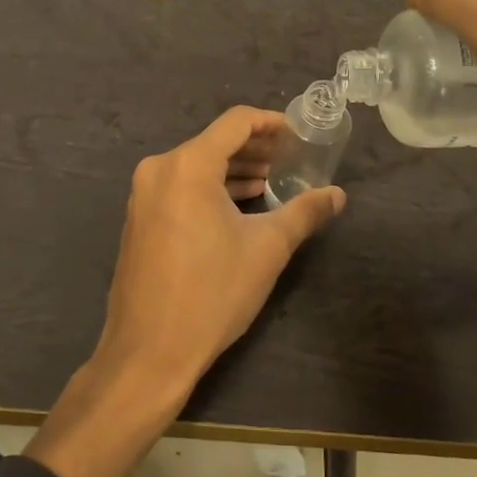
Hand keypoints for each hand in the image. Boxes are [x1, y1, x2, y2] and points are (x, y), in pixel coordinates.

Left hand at [96, 105, 345, 394]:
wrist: (148, 354)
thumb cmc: (212, 293)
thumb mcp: (267, 249)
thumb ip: (304, 212)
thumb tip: (338, 195)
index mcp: (188, 165)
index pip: (236, 122)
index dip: (271, 123)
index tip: (299, 135)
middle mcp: (160, 168)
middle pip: (215, 142)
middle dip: (255, 149)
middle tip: (292, 160)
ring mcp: (143, 194)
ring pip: (197, 165)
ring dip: (234, 170)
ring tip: (271, 182)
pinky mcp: (139, 218)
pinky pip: (180, 187)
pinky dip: (211, 188)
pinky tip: (239, 205)